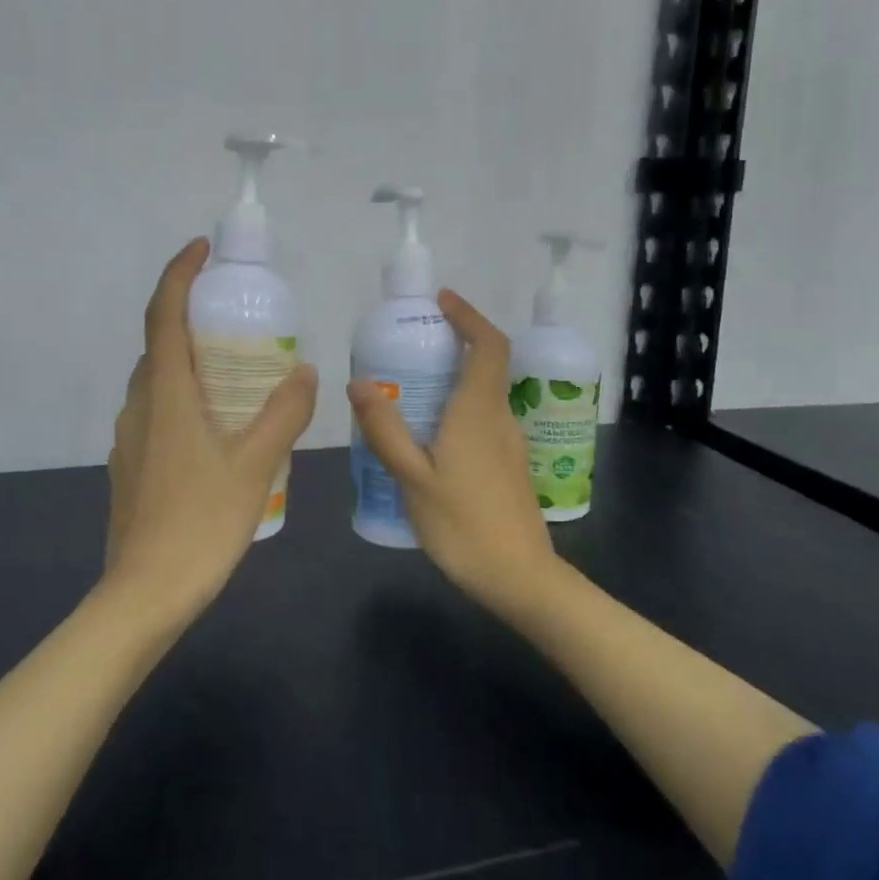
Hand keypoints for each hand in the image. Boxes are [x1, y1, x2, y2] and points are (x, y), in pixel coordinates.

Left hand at [105, 239, 318, 619]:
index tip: (201, 250)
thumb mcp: (255, 465)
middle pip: (159, 345)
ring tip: (236, 372)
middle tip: (237, 318)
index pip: (162, 315)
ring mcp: (129, 438)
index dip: (178, 274)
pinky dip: (184, 398)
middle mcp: (139, 406)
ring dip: (190, 362)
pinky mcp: (131, 466)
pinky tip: (218, 428)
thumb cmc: (201, 522)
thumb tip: (305, 370)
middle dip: (191, 318)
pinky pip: (157, 412)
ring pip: (158, 382)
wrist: (145, 594)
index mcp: (164, 394)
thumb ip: (284, 413)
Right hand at [347, 290, 557, 616]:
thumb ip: (385, 430)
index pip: (489, 345)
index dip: (470, 316)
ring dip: (456, 376)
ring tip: (412, 385)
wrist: (520, 578)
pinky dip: (460, 405)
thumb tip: (359, 383)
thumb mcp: (413, 478)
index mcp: (478, 411)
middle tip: (412, 343)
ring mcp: (510, 442)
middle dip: (457, 342)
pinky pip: (483, 417)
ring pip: (485, 393)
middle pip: (487, 365)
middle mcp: (500, 418)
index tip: (442, 301)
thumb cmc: (463, 526)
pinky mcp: (510, 465)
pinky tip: (430, 432)